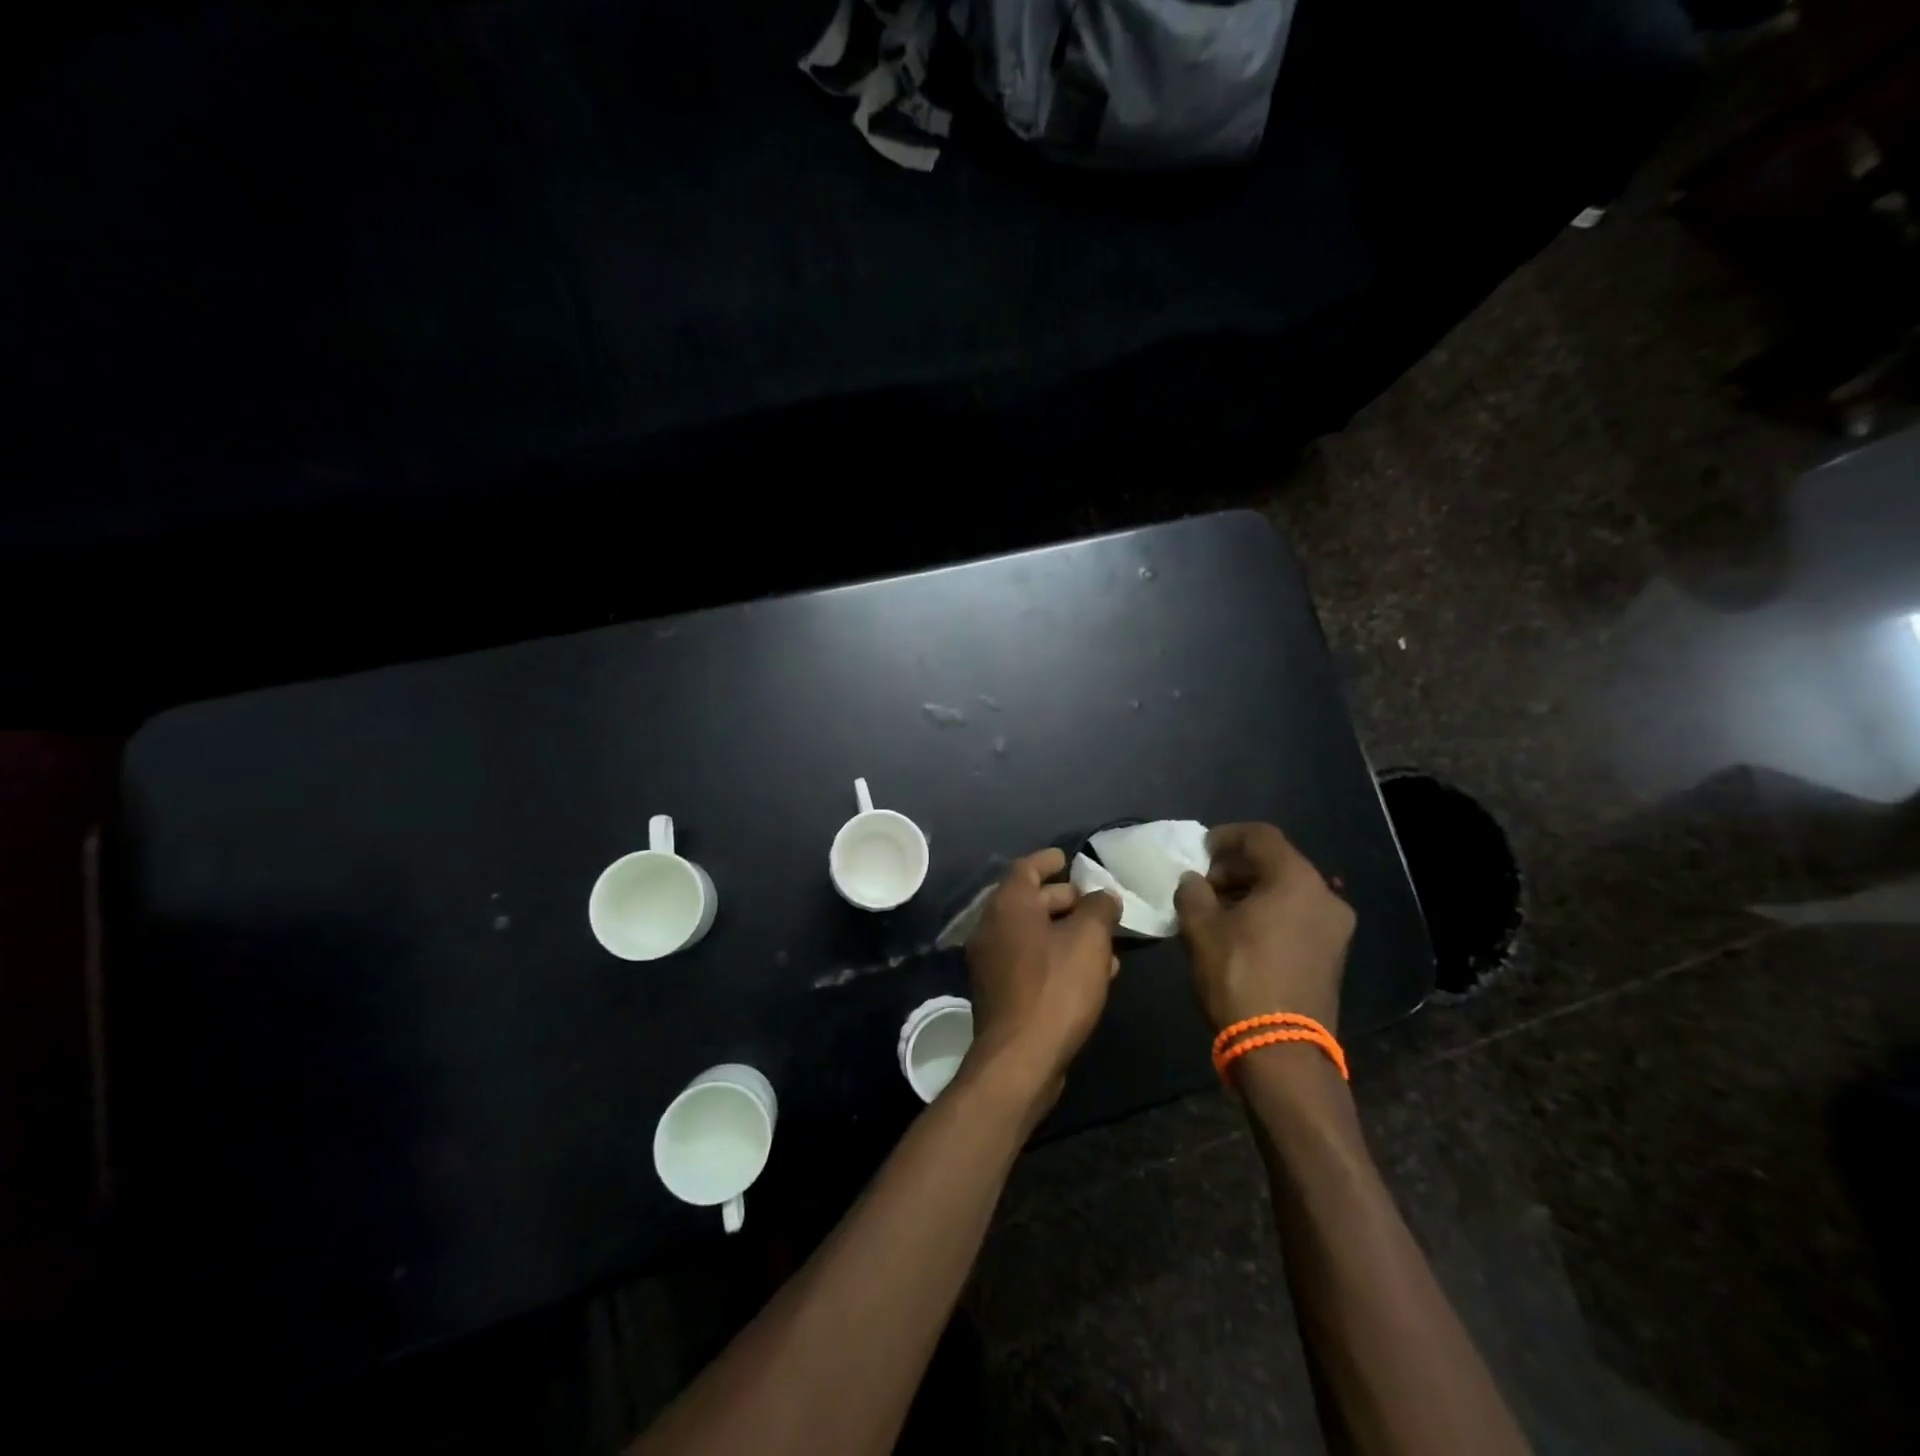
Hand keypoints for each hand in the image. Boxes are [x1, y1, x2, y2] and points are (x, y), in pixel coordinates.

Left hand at [962, 848, 1120, 1106]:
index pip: (1026, 867)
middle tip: (1095, 903)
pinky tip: (1091, 973)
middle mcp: (992, 927)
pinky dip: (1057, 957)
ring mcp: (991, 961)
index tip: (1068, 858)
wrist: (1020, 1058)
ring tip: (1104, 940)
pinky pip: (1031, 961)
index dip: (1048, 860)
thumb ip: (1099, 909)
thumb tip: (1103, 896)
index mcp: (1008, 905)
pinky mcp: (1000, 991)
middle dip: (1064, 899)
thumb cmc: (1056, 987)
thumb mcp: (1089, 940)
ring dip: (1066, 932)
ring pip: (1033, 934)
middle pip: (1029, 900)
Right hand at [1174, 823, 1354, 1033]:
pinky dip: (1270, 913)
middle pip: (1277, 862)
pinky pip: (1298, 916)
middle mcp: (1325, 896)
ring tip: (1217, 910)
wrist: (1281, 1050)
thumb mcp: (1201, 928)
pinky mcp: (1333, 955)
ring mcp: (1335, 928)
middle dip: (1236, 867)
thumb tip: (1193, 881)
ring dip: (1252, 892)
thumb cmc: (1238, 976)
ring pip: (1288, 891)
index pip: (1260, 836)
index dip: (1226, 836)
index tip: (1199, 851)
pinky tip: (1240, 933)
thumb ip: (1192, 892)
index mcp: (1296, 880)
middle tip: (1203, 884)